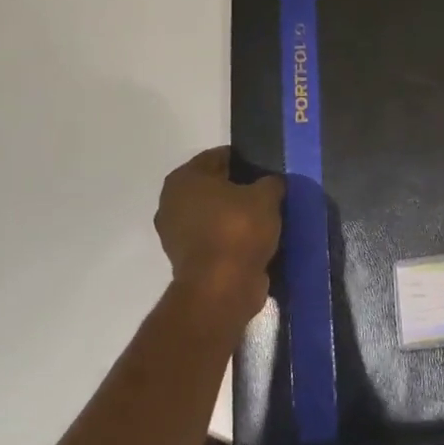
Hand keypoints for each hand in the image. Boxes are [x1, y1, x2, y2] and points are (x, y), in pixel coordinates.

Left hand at [153, 147, 282, 328]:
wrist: (221, 288)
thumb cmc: (238, 230)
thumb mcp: (266, 196)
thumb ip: (270, 182)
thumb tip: (271, 183)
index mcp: (184, 178)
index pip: (220, 156)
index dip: (246, 160)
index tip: (268, 169)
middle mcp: (172, 202)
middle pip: (215, 186)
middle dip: (240, 189)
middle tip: (269, 193)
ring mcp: (175, 233)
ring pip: (215, 214)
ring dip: (236, 216)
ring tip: (267, 218)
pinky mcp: (186, 259)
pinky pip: (215, 238)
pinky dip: (231, 238)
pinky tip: (257, 240)